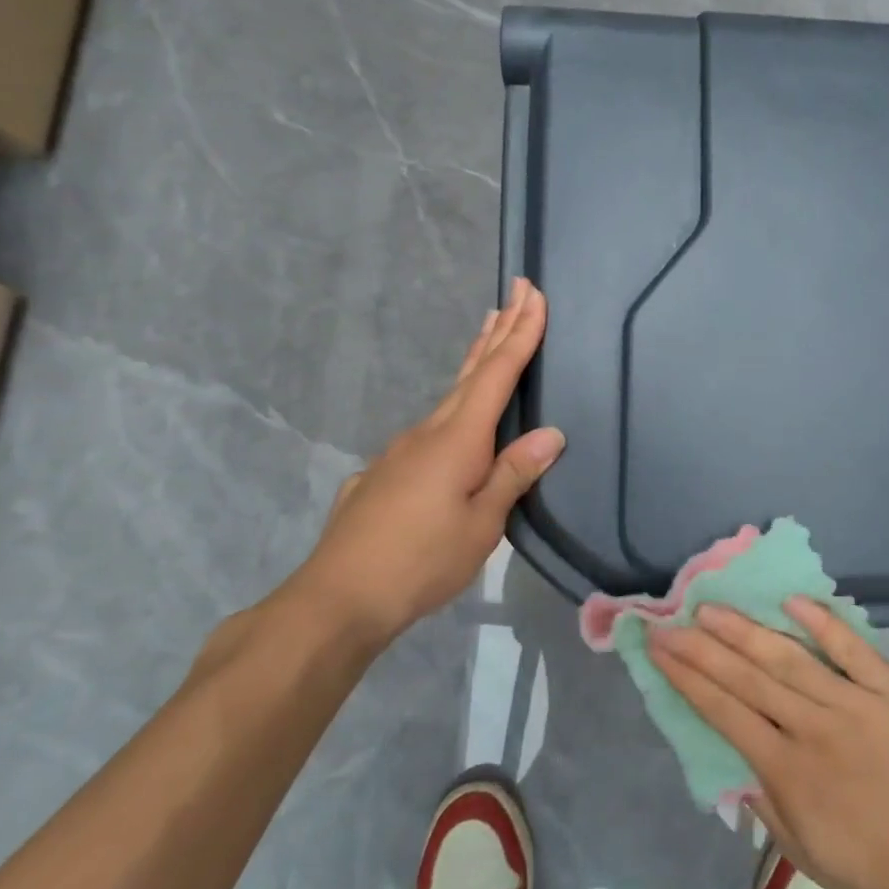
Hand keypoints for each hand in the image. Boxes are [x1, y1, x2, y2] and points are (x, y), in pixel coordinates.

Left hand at [291, 279, 563, 646]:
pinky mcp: (384, 472)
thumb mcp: (481, 524)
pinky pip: (429, 429)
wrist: (336, 598)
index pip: (497, 373)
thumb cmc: (420, 561)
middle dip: (498, 329)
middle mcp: (428, 431)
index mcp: (458, 438)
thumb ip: (513, 474)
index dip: (519, 333)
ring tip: (488, 333)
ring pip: (448, 396)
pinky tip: (451, 429)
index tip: (532, 293)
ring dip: (474, 362)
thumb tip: (552, 433)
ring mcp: (400, 450)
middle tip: (514, 290)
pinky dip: (452, 408)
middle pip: (470, 370)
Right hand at [649, 598, 888, 888]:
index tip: (660, 648)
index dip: (688, 678)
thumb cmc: (875, 870)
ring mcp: (854, 703)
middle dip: (702, 647)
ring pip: (789, 657)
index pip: (725, 712)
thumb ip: (766, 807)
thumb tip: (735, 765)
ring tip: (712, 607)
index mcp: (788, 770)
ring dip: (746, 630)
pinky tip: (793, 600)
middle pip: (747, 678)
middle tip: (671, 619)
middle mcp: (812, 727)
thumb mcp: (805, 856)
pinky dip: (823, 623)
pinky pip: (853, 650)